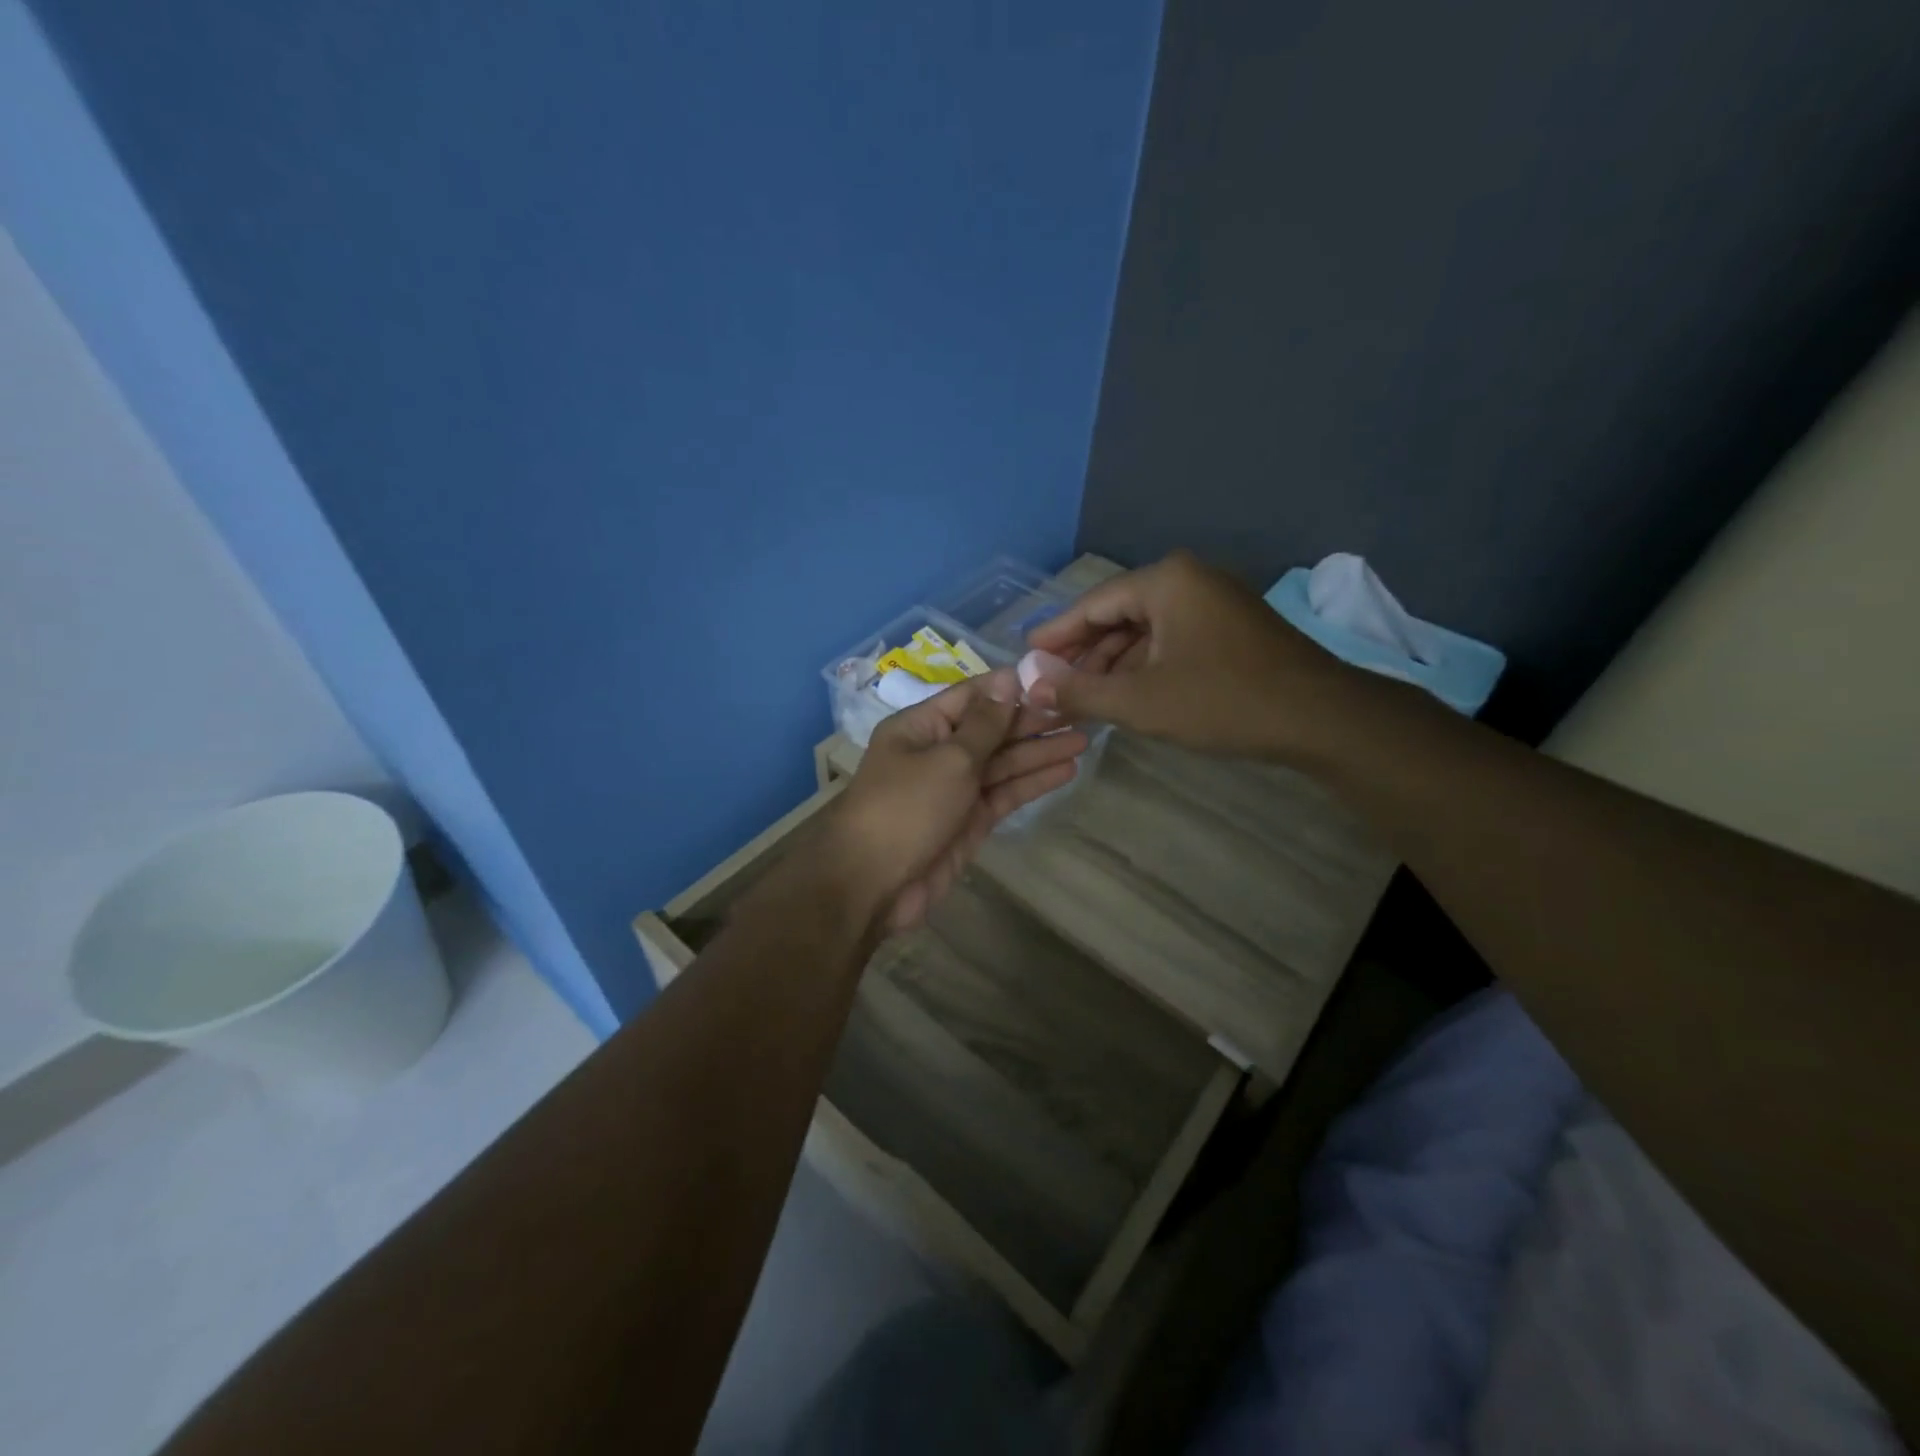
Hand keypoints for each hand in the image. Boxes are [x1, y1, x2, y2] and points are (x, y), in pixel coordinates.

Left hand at [829, 669, 1087, 931]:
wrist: (872, 883)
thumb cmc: (906, 807)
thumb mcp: (948, 758)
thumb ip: (984, 724)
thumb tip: (1006, 680)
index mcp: (922, 726)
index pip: (972, 696)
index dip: (1011, 688)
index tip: (1053, 680)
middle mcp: (938, 752)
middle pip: (991, 730)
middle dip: (1033, 721)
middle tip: (1081, 710)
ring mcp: (955, 788)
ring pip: (1003, 763)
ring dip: (1040, 751)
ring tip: (1084, 739)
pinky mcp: (969, 821)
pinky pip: (1005, 794)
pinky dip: (1033, 782)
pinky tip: (1066, 770)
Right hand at [1026, 549, 1360, 759]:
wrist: (1320, 718)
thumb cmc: (1222, 701)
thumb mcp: (1139, 701)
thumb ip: (1079, 691)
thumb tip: (1031, 685)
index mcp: (1165, 581)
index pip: (1092, 604)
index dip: (1056, 634)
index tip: (1027, 654)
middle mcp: (1189, 580)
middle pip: (1119, 614)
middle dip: (1084, 653)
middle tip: (1052, 683)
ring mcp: (1215, 602)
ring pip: (1146, 630)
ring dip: (1114, 663)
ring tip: (1082, 696)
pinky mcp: (1232, 628)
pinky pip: (1172, 640)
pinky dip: (1145, 665)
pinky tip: (1127, 694)